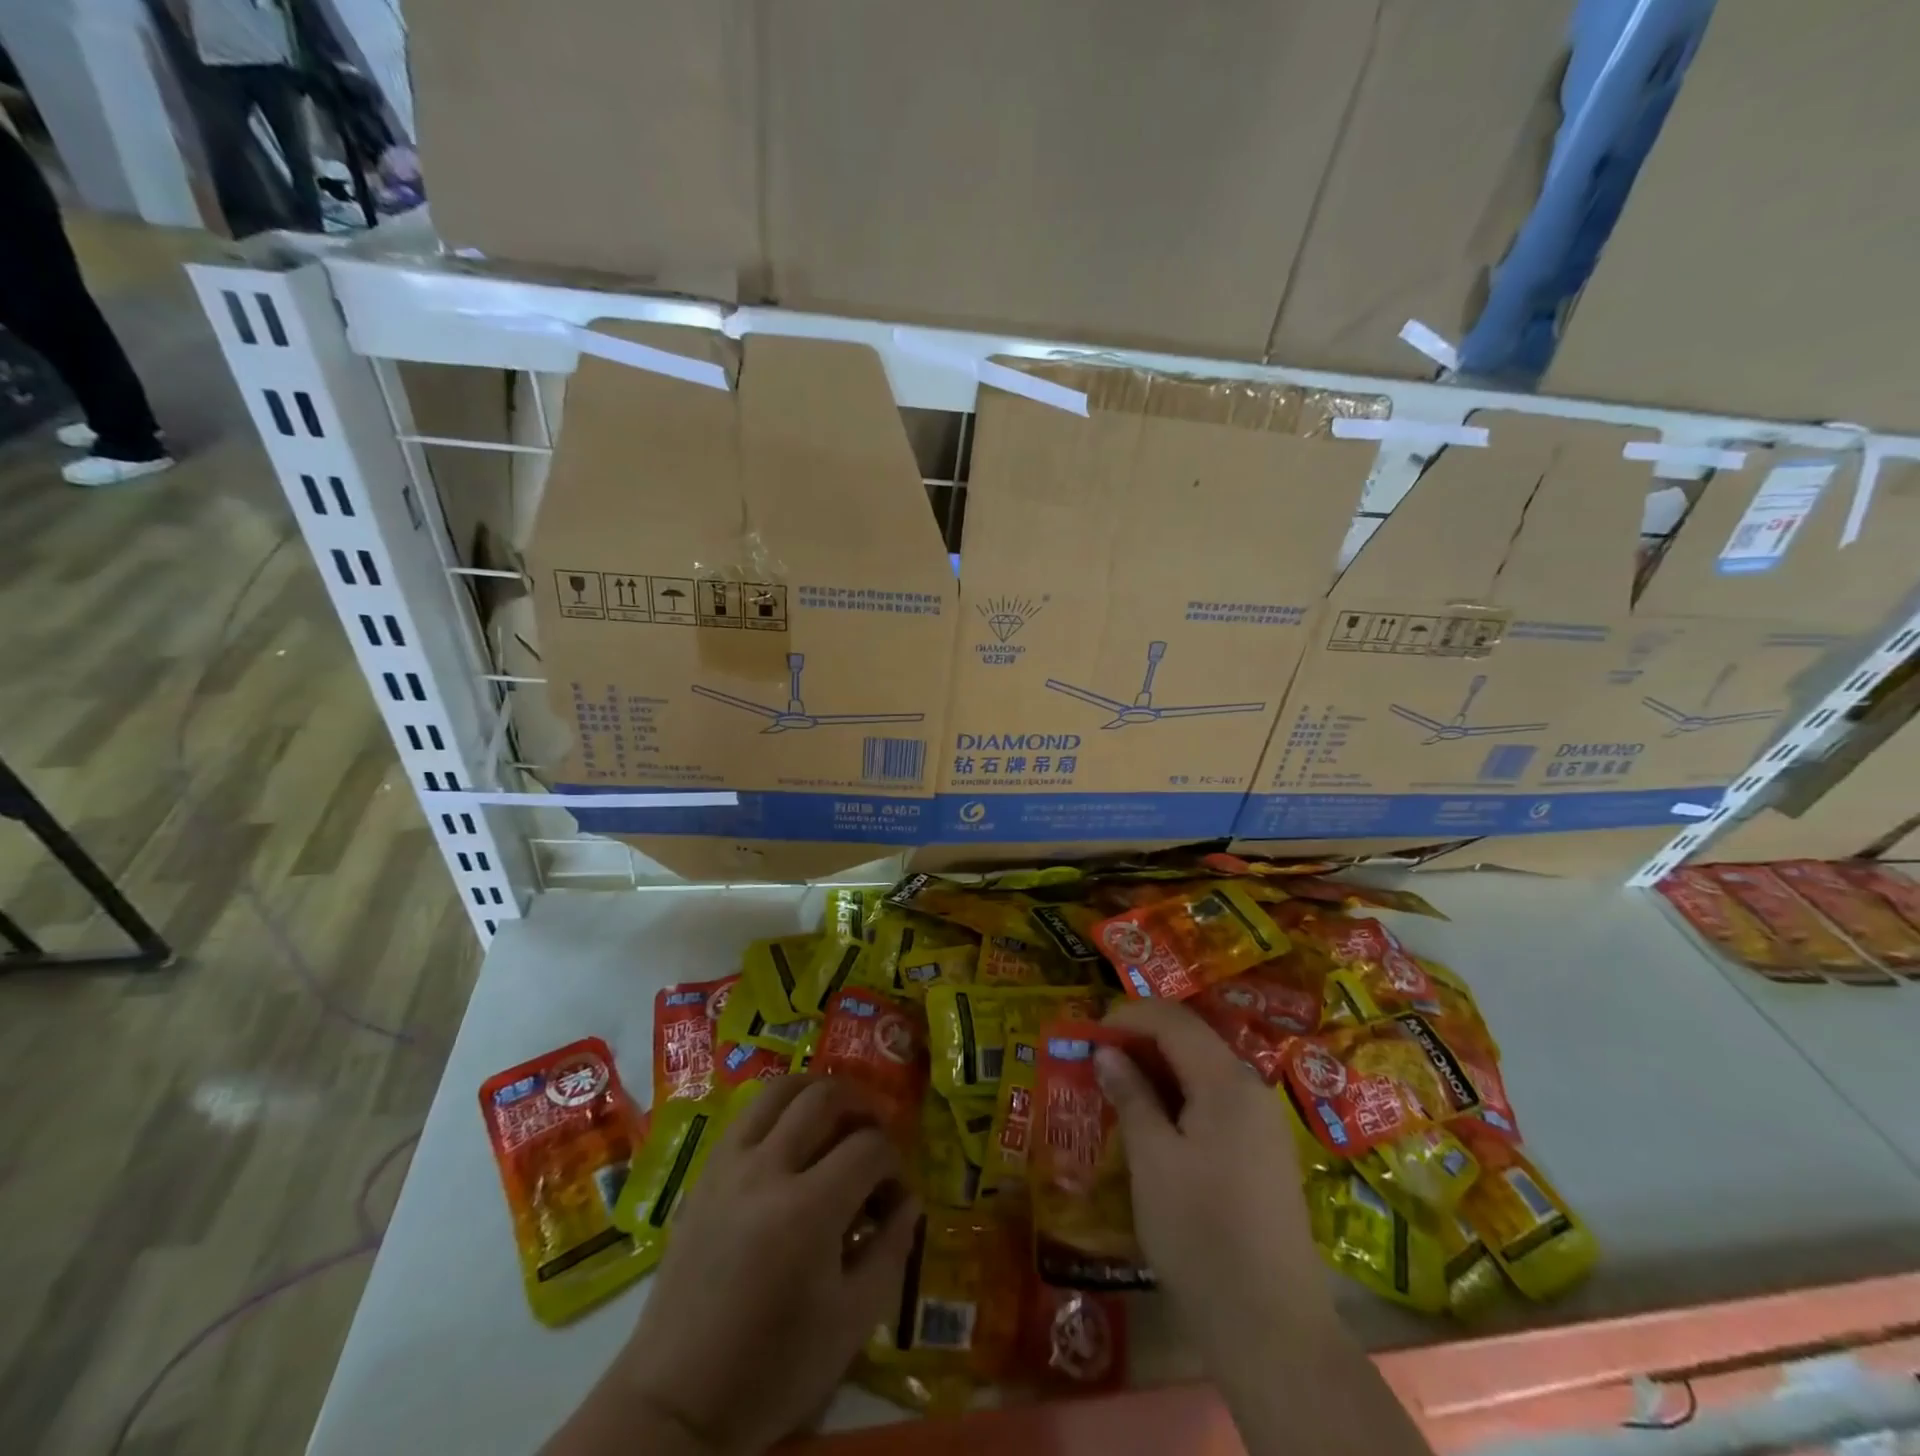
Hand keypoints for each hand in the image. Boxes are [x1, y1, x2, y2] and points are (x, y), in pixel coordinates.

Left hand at [554, 1076, 917, 1455]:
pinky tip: (791, 1135)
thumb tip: (909, 1200)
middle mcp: (766, 1170)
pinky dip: (779, 1108)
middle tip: (877, 1131)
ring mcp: (729, 1166)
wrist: (678, 1400)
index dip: (895, 1163)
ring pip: (780, 1090)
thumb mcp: (852, 1322)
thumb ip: (891, 1250)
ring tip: (837, 1114)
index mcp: (808, 1211)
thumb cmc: (774, 1368)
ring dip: (817, 1090)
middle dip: (862, 1105)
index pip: (869, 1148)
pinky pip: (747, 1114)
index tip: (897, 1195)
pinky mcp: (704, 1174)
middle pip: (825, 1098)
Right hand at [1094, 1000, 1329, 1361]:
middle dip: (1140, 1042)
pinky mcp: (1264, 1152)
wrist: (1272, 1328)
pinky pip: (1215, 1102)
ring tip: (1117, 1092)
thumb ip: (1131, 1096)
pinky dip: (1179, 1099)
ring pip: (1202, 1071)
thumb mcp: (1152, 1160)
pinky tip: (1154, 1125)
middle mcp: (1251, 1089)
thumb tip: (1107, 1054)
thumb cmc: (1201, 1234)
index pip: (1172, 1020)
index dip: (1127, 1017)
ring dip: (1158, 1071)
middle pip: (1190, 1040)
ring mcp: (1262, 1122)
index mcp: (1226, 1081)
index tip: (1088, 1037)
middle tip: (1097, 1063)